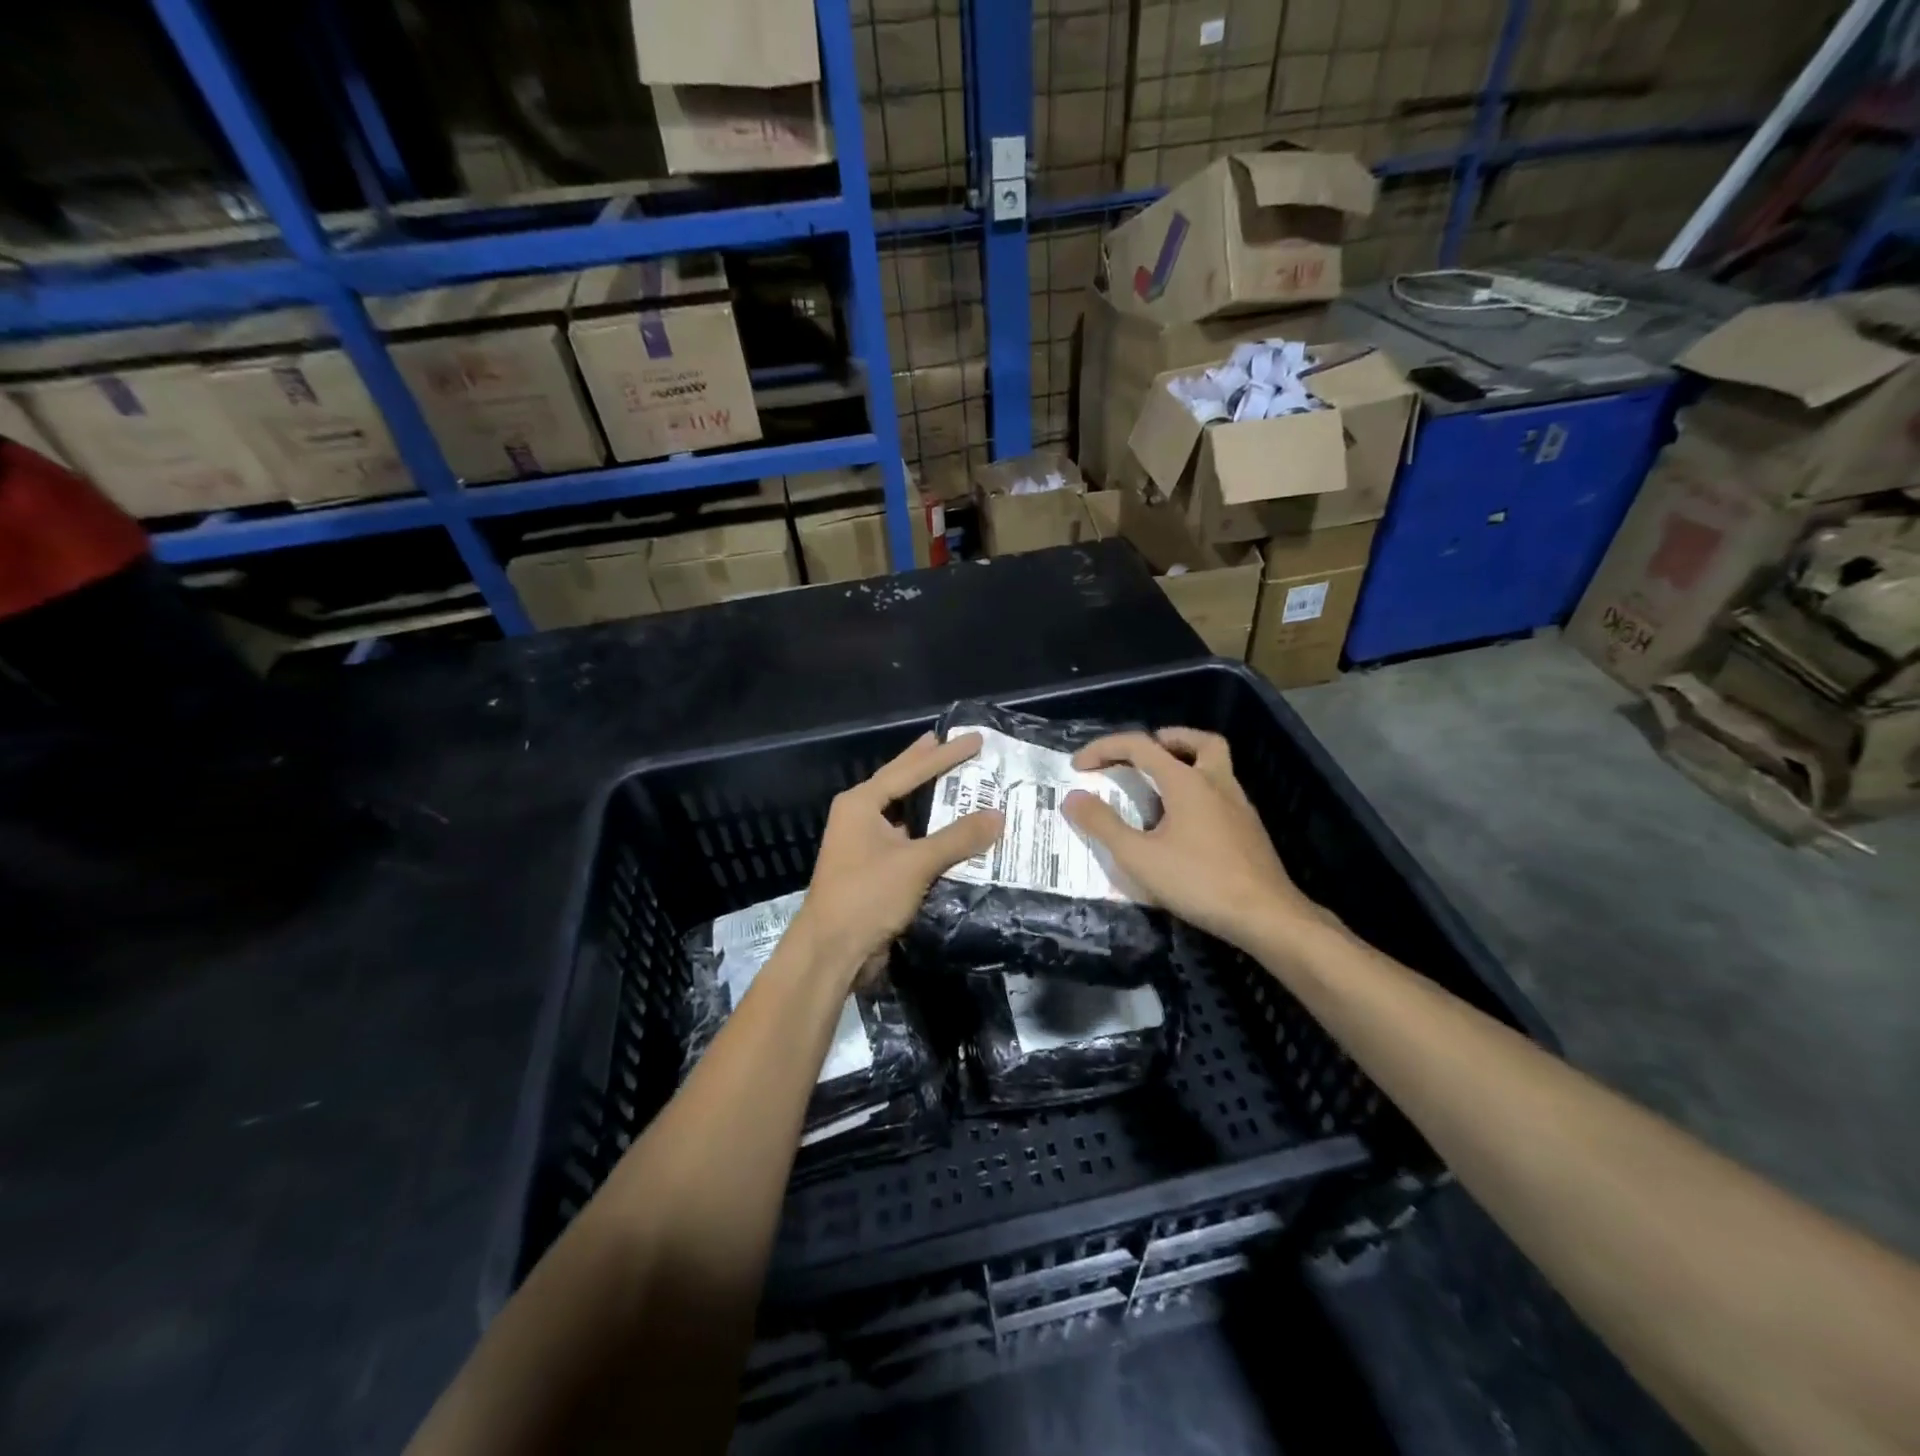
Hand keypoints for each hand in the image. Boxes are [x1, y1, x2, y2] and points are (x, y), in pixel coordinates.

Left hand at [790, 731, 1003, 973]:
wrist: (831, 951)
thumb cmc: (867, 896)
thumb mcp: (915, 863)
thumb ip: (957, 837)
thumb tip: (998, 815)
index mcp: (861, 804)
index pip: (909, 770)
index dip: (945, 754)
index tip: (974, 739)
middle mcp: (860, 817)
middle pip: (902, 783)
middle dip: (930, 765)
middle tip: (959, 744)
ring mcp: (865, 844)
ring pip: (906, 814)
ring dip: (934, 802)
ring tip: (963, 784)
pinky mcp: (875, 869)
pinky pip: (909, 841)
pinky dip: (932, 834)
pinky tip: (955, 833)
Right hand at [1063, 727, 1320, 947]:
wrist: (1266, 916)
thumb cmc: (1199, 882)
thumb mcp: (1138, 857)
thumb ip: (1103, 824)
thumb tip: (1072, 798)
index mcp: (1187, 782)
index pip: (1141, 746)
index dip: (1105, 749)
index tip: (1079, 767)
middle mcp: (1217, 783)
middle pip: (1199, 742)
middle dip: (1167, 739)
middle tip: (1142, 755)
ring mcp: (1239, 806)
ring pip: (1216, 766)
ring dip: (1187, 764)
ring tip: (1159, 788)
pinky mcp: (1249, 830)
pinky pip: (1222, 794)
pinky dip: (1199, 792)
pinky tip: (1184, 825)